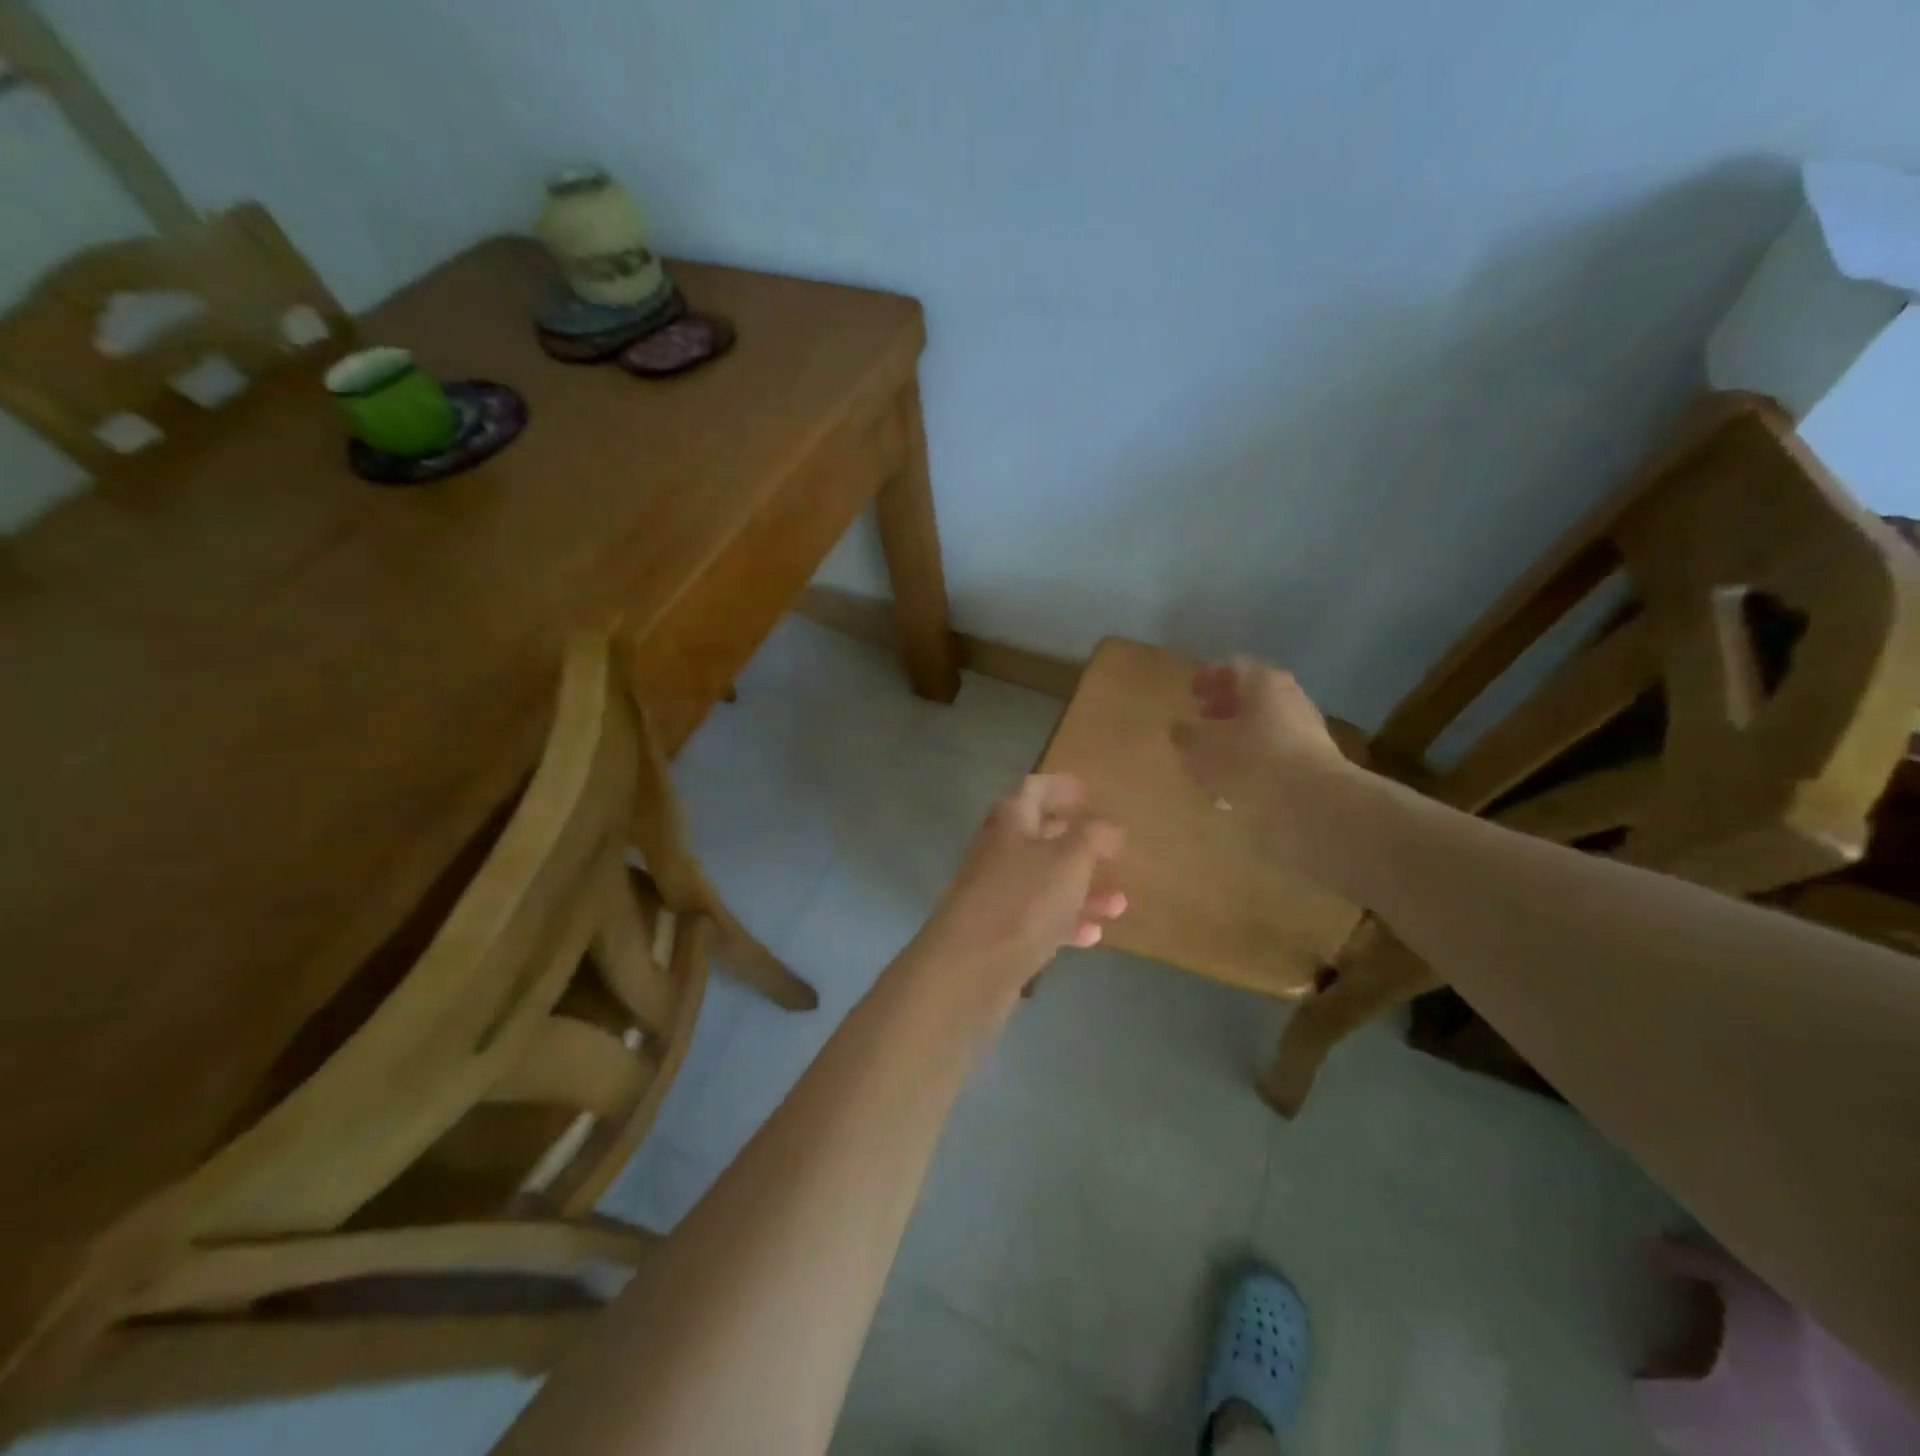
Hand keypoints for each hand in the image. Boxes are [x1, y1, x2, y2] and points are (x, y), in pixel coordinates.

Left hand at [924, 774, 1126, 985]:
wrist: (969, 967)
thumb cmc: (1022, 900)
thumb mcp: (1068, 860)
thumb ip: (1093, 836)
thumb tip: (1109, 825)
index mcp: (1010, 821)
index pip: (1034, 789)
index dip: (1060, 787)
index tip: (1088, 792)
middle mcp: (999, 851)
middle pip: (1040, 836)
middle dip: (1079, 843)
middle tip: (1111, 850)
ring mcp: (997, 893)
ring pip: (1045, 882)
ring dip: (1083, 890)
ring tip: (1119, 904)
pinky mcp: (999, 931)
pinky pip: (1039, 918)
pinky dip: (1066, 922)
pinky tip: (1092, 936)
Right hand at [1171, 657, 1351, 828]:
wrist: (1314, 801)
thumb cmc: (1250, 760)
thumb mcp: (1201, 746)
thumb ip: (1186, 734)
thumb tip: (1181, 729)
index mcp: (1261, 681)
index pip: (1231, 667)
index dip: (1207, 679)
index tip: (1190, 695)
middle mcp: (1288, 697)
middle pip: (1250, 697)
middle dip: (1223, 711)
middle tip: (1200, 725)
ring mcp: (1305, 729)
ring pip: (1262, 727)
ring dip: (1237, 740)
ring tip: (1212, 762)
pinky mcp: (1313, 761)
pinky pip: (1275, 755)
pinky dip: (1253, 763)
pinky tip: (1235, 786)